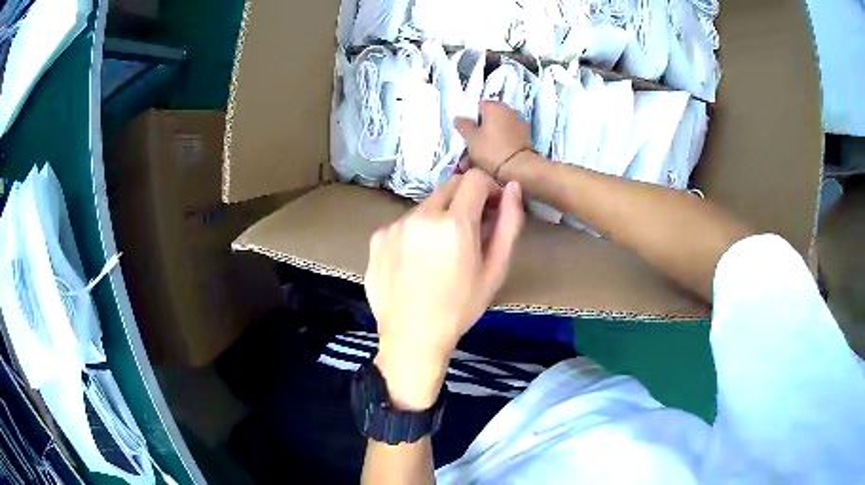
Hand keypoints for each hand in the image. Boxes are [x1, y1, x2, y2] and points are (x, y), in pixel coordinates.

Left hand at [366, 170, 523, 409]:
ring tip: (439, 254)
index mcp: (454, 223)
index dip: (489, 188)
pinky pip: (403, 224)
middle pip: (449, 187)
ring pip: (425, 206)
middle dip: (465, 200)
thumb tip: (513, 187)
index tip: (492, 208)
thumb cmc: (460, 308)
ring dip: (438, 218)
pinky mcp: (377, 237)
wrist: (412, 337)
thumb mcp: (495, 270)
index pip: (474, 178)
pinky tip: (415, 262)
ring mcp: (395, 225)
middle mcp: (421, 215)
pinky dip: (415, 233)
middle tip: (469, 231)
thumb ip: (509, 224)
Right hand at [455, 101, 532, 175]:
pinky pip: (507, 139)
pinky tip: (493, 160)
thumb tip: (459, 118)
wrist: (520, 169)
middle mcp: (509, 110)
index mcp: (495, 106)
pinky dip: (500, 146)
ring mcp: (519, 124)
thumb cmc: (491, 150)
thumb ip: (463, 125)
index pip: (478, 106)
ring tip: (479, 159)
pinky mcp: (526, 137)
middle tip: (471, 147)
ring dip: (489, 140)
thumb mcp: (470, 138)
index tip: (467, 132)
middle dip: (480, 131)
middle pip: (489, 119)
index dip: (471, 119)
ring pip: (498, 130)